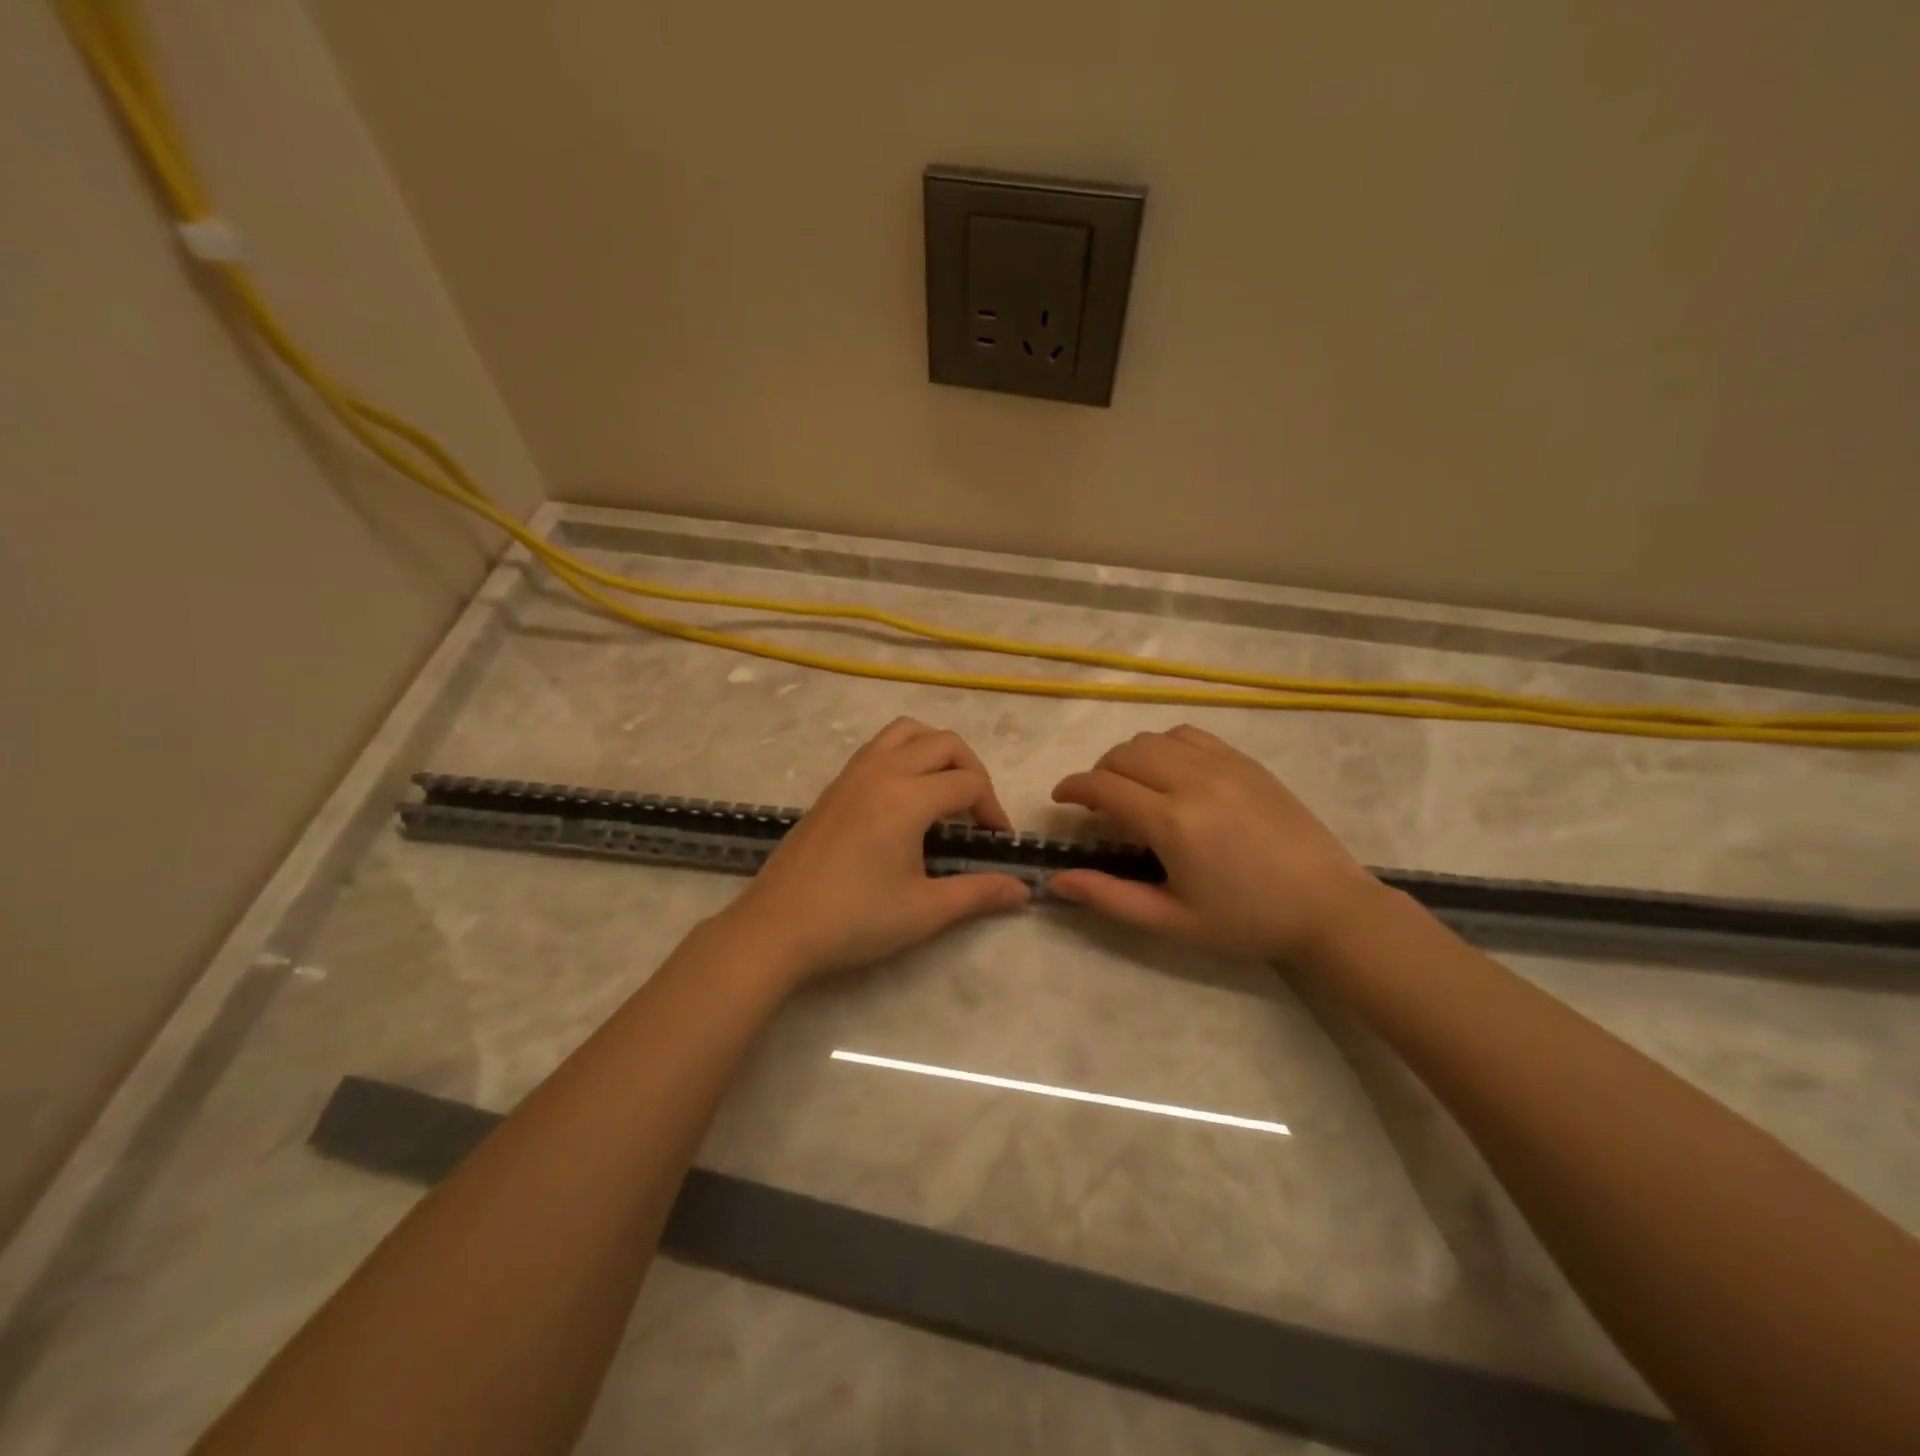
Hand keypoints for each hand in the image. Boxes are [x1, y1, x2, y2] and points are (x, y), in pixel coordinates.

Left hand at [718, 718, 1030, 982]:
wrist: (776, 928)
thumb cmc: (854, 920)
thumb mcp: (924, 911)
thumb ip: (978, 893)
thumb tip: (1024, 889)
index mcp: (908, 798)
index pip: (969, 783)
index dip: (993, 810)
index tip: (997, 843)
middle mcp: (882, 772)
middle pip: (944, 743)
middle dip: (972, 770)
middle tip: (976, 814)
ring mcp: (853, 774)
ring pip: (906, 732)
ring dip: (936, 751)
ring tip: (944, 792)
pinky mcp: (834, 785)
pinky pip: (879, 746)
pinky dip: (905, 755)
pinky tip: (904, 800)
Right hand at [1048, 724, 1383, 961]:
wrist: (1329, 908)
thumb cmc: (1246, 922)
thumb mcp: (1172, 921)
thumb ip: (1109, 897)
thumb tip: (1056, 880)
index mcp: (1174, 823)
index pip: (1104, 786)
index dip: (1072, 787)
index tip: (1059, 799)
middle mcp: (1195, 781)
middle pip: (1125, 754)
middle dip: (1099, 773)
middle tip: (1097, 804)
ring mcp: (1225, 765)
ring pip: (1156, 738)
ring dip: (1131, 757)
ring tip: (1133, 786)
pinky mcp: (1247, 762)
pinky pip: (1191, 735)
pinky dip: (1166, 746)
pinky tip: (1172, 772)